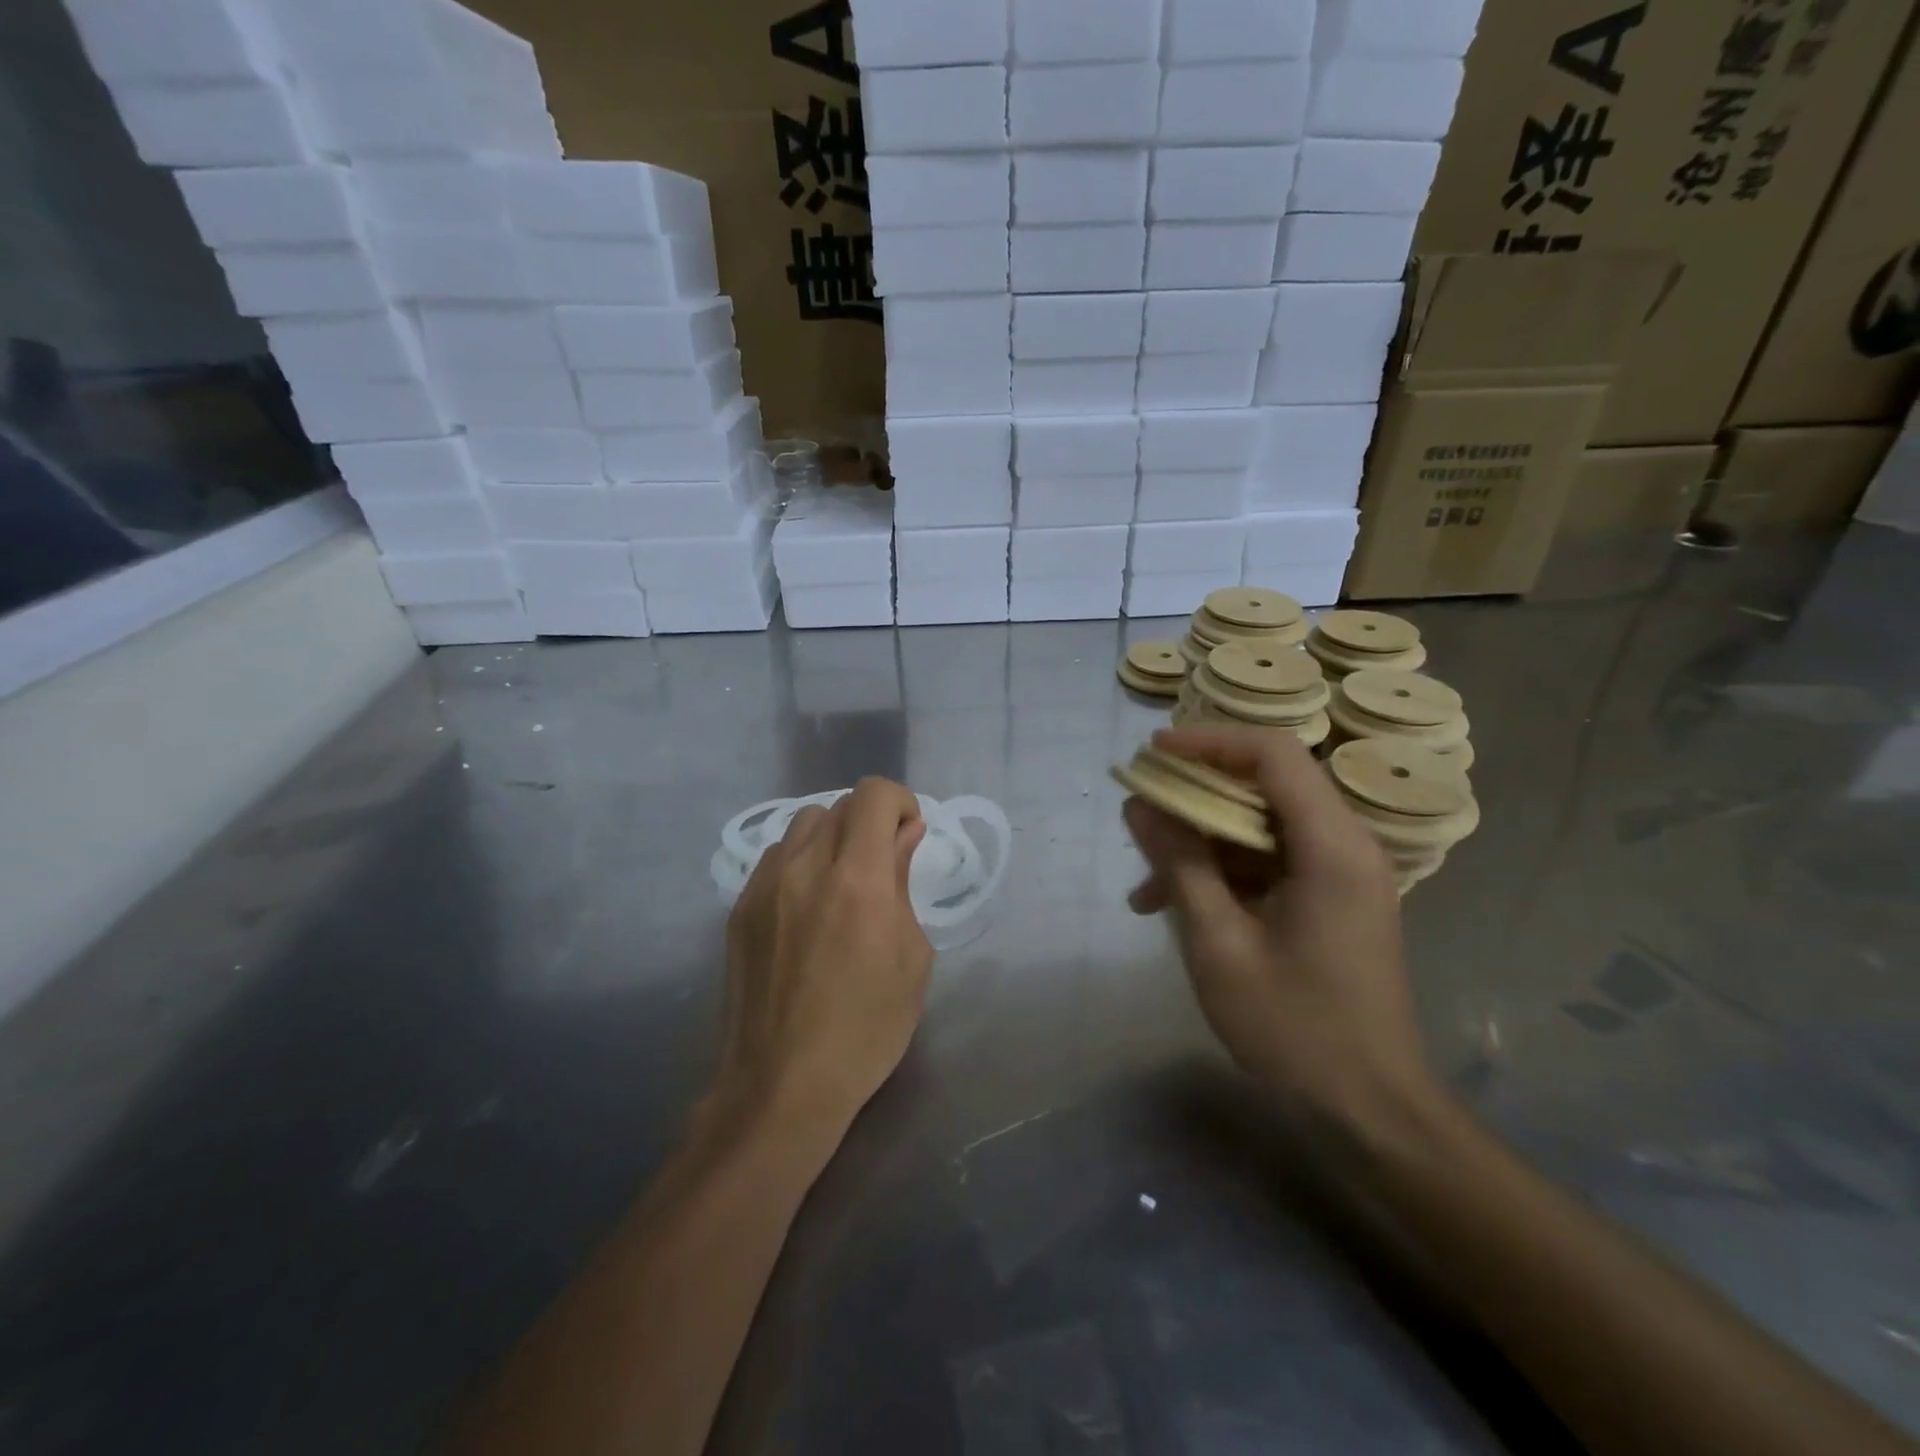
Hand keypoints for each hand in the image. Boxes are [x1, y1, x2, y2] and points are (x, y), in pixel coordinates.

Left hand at [714, 778, 932, 1137]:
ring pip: (803, 824)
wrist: (782, 1084)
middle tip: (883, 863)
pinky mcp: (740, 907)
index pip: (872, 795)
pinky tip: (808, 904)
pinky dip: (801, 860)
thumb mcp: (911, 958)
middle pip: (839, 805)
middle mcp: (805, 867)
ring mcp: (764, 885)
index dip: (898, 802)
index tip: (909, 835)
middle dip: (870, 821)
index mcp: (857, 879)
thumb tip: (905, 834)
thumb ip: (904, 884)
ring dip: (833, 836)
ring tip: (843, 880)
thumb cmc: (866, 1028)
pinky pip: (775, 857)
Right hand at [1122, 725, 1436, 1133]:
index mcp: (1332, 847)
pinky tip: (1174, 905)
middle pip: (1267, 784)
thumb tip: (1140, 805)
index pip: (1273, 755)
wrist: (1368, 1112)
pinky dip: (1222, 871)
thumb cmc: (1294, 1029)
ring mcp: (1340, 874)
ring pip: (1261, 825)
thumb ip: (1179, 864)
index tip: (1153, 753)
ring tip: (1145, 881)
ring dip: (1202, 840)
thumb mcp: (1219, 943)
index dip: (1209, 742)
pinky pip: (1269, 861)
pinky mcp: (1329, 900)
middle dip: (1197, 791)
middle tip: (1141, 807)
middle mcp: (1346, 846)